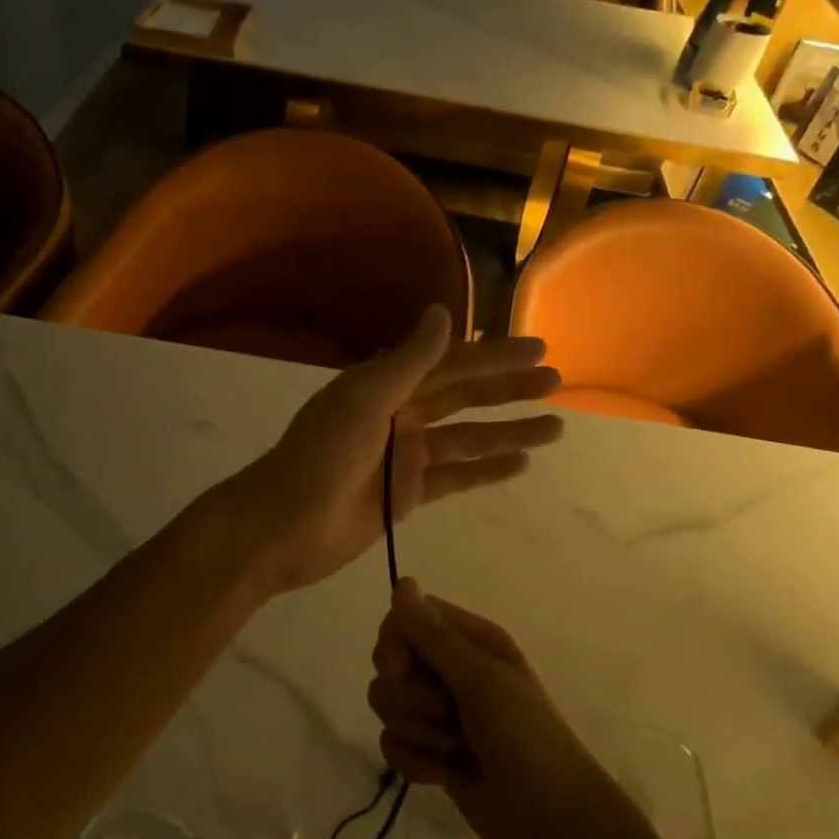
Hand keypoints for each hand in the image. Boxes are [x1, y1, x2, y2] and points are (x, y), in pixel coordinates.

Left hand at [217, 306, 562, 595]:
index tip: (537, 348)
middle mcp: (398, 414)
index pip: (449, 363)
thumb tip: (442, 312)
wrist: (283, 526)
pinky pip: (456, 476)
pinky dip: (486, 470)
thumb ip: (408, 362)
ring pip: (466, 438)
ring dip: (508, 431)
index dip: (493, 355)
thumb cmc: (320, 457)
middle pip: (463, 397)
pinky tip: (521, 464)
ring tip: (555, 427)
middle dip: (507, 389)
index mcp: (384, 386)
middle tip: (556, 382)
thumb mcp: (365, 401)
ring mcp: (404, 456)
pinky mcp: (408, 494)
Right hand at [367, 581, 631, 838]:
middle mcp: (452, 669)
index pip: (408, 617)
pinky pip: (392, 743)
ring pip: (388, 703)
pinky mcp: (432, 752)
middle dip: (408, 694)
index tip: (402, 667)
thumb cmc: (527, 740)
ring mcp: (440, 712)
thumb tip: (401, 582)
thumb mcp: (481, 681)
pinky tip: (441, 775)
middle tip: (446, 713)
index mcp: (470, 640)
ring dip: (415, 730)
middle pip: (390, 661)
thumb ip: (433, 636)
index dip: (395, 641)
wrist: (557, 827)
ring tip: (454, 748)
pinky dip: (413, 761)